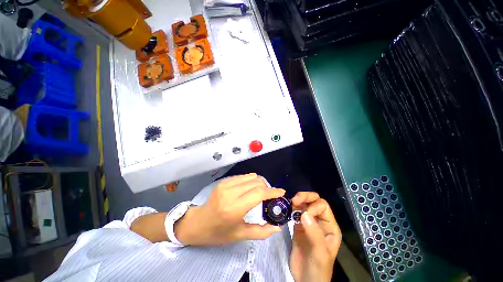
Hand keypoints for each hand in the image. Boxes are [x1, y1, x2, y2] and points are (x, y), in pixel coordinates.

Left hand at [175, 173, 284, 245]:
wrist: (197, 223)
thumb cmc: (218, 232)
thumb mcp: (240, 235)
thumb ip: (261, 232)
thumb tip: (277, 228)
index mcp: (234, 208)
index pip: (259, 193)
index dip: (273, 191)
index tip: (282, 192)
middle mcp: (231, 192)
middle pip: (257, 182)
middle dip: (267, 187)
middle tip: (271, 195)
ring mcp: (226, 184)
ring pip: (251, 177)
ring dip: (260, 182)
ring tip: (262, 191)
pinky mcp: (224, 181)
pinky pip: (243, 176)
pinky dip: (251, 180)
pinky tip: (251, 187)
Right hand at [289, 192, 341, 281]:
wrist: (305, 280)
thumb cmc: (318, 269)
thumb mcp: (320, 253)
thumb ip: (314, 233)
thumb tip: (304, 213)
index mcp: (329, 226)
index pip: (322, 206)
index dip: (313, 206)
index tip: (304, 215)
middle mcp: (319, 221)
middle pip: (314, 201)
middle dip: (305, 197)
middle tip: (294, 200)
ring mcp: (308, 223)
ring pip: (304, 205)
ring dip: (297, 201)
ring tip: (290, 203)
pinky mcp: (298, 226)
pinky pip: (295, 212)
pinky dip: (291, 209)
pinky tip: (287, 210)